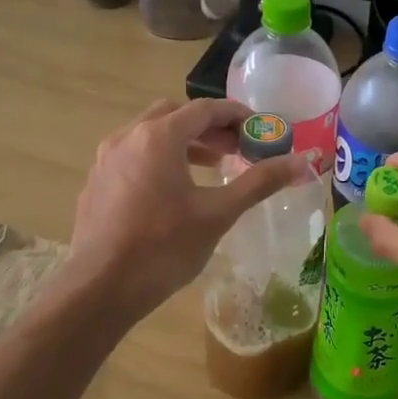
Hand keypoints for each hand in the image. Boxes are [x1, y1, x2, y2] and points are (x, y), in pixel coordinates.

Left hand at [64, 100, 304, 322]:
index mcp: (159, 137)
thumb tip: (301, 162)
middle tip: (237, 148)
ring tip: (211, 167)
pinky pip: (133, 156)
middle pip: (175, 115)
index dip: (237, 115)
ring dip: (183, 142)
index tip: (260, 130)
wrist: (99, 288)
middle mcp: (128, 137)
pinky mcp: (96, 182)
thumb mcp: (218, 214)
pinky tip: (172, 191)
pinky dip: (159, 159)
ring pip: (150, 135)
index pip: (205, 109)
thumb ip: (259, 182)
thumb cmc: (164, 248)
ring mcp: (106, 159)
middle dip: (209, 127)